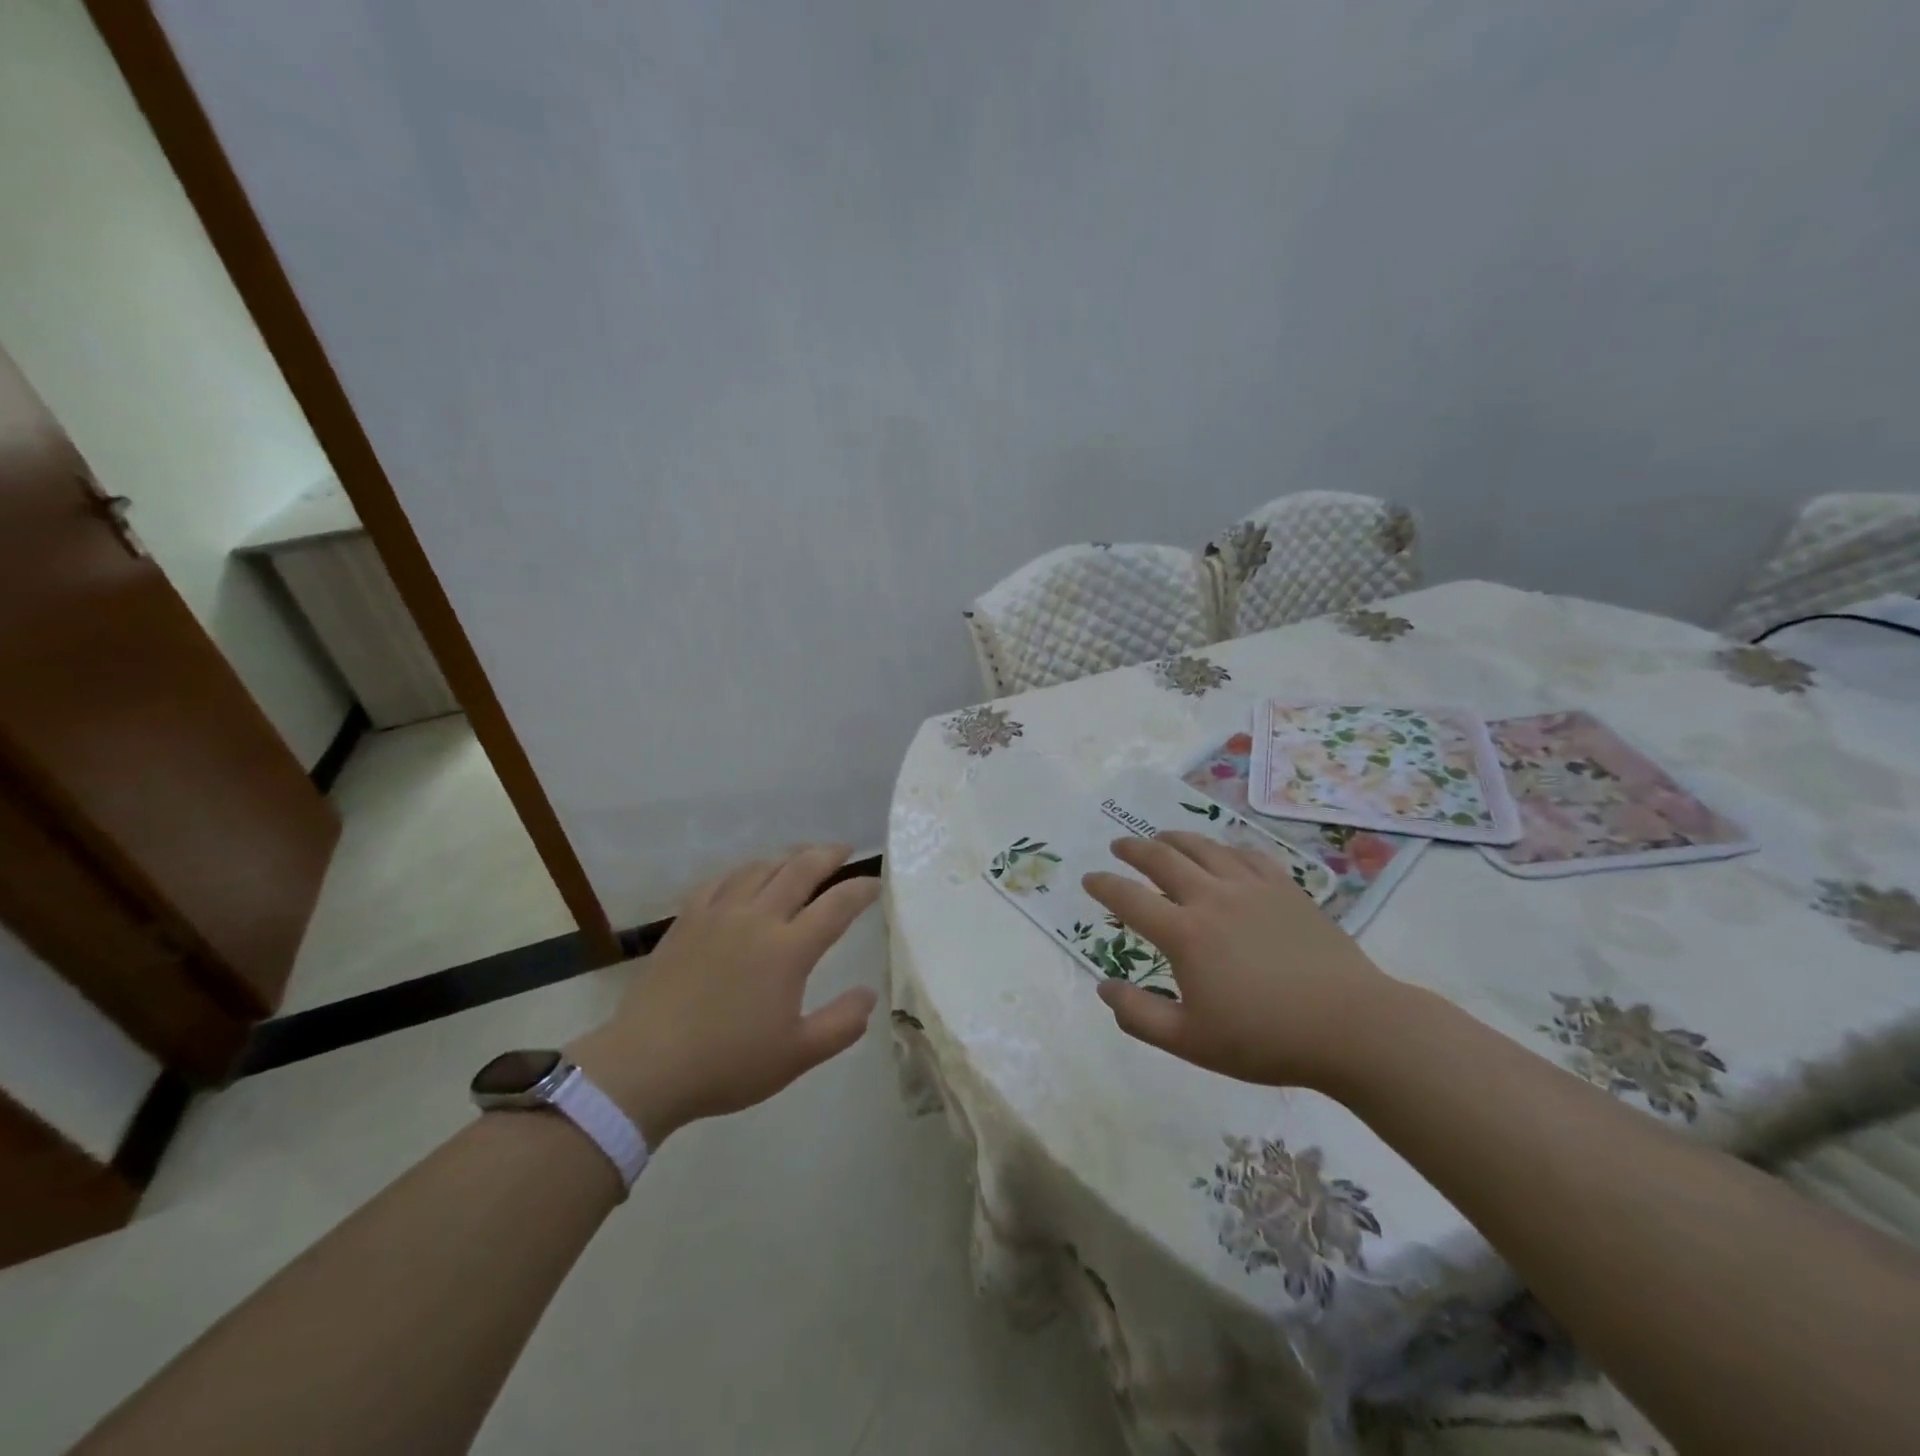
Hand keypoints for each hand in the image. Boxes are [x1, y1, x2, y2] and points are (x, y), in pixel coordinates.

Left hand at [567, 845, 879, 1145]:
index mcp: (788, 950)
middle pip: (800, 870)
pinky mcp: (686, 920)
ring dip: (787, 857)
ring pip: (759, 868)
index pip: (837, 905)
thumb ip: (841, 1024)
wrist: (645, 1066)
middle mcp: (757, 919)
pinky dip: (742, 872)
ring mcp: (718, 915)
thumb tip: (869, 994)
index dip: (861, 889)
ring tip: (800, 858)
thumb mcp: (797, 1056)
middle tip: (844, 850)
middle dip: (828, 855)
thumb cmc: (727, 1064)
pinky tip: (745, 877)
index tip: (876, 883)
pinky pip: (720, 881)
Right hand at [1084, 831, 1397, 1091]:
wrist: (1350, 1025)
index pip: (1130, 899)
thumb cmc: (1265, 1038)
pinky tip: (1222, 851)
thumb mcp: (1190, 1042)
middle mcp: (1212, 898)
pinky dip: (1224, 848)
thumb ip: (1139, 1015)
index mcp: (1184, 934)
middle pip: (1162, 860)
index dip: (1104, 886)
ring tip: (1161, 837)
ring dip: (1174, 839)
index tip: (1089, 879)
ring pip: (1203, 849)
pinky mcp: (1285, 889)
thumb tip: (1103, 987)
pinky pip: (1247, 855)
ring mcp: (1251, 888)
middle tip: (1118, 845)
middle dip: (1134, 850)